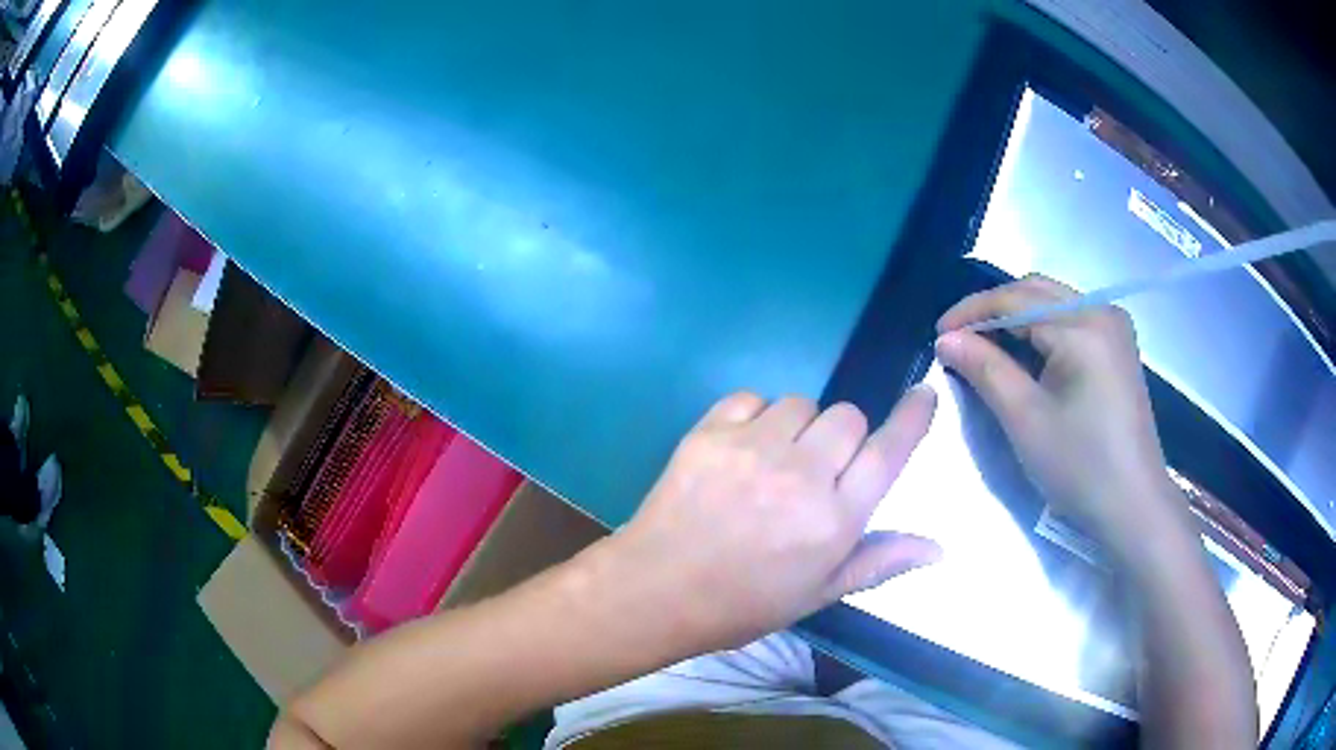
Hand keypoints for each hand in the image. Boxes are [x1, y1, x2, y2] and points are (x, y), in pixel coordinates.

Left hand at [607, 389, 939, 652]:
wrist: (657, 589)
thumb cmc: (743, 602)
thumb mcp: (818, 593)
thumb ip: (879, 562)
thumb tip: (938, 548)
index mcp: (834, 519)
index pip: (888, 452)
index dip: (912, 418)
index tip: (924, 393)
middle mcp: (801, 475)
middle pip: (847, 417)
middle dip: (841, 439)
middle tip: (816, 472)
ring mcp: (752, 448)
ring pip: (801, 404)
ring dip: (797, 428)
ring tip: (772, 464)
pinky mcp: (709, 432)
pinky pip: (751, 399)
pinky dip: (754, 417)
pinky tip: (741, 451)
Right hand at [935, 274, 1180, 550]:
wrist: (1133, 505)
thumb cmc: (1080, 466)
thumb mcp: (1025, 419)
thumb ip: (985, 369)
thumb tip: (947, 340)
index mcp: (1082, 325)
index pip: (1015, 299)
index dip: (972, 312)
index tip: (938, 334)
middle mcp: (1101, 310)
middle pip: (1035, 290)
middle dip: (993, 309)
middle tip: (958, 338)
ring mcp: (1114, 326)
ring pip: (1053, 301)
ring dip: (1016, 317)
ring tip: (985, 346)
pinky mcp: (1118, 345)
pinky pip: (1070, 319)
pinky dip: (1041, 329)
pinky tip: (1025, 354)